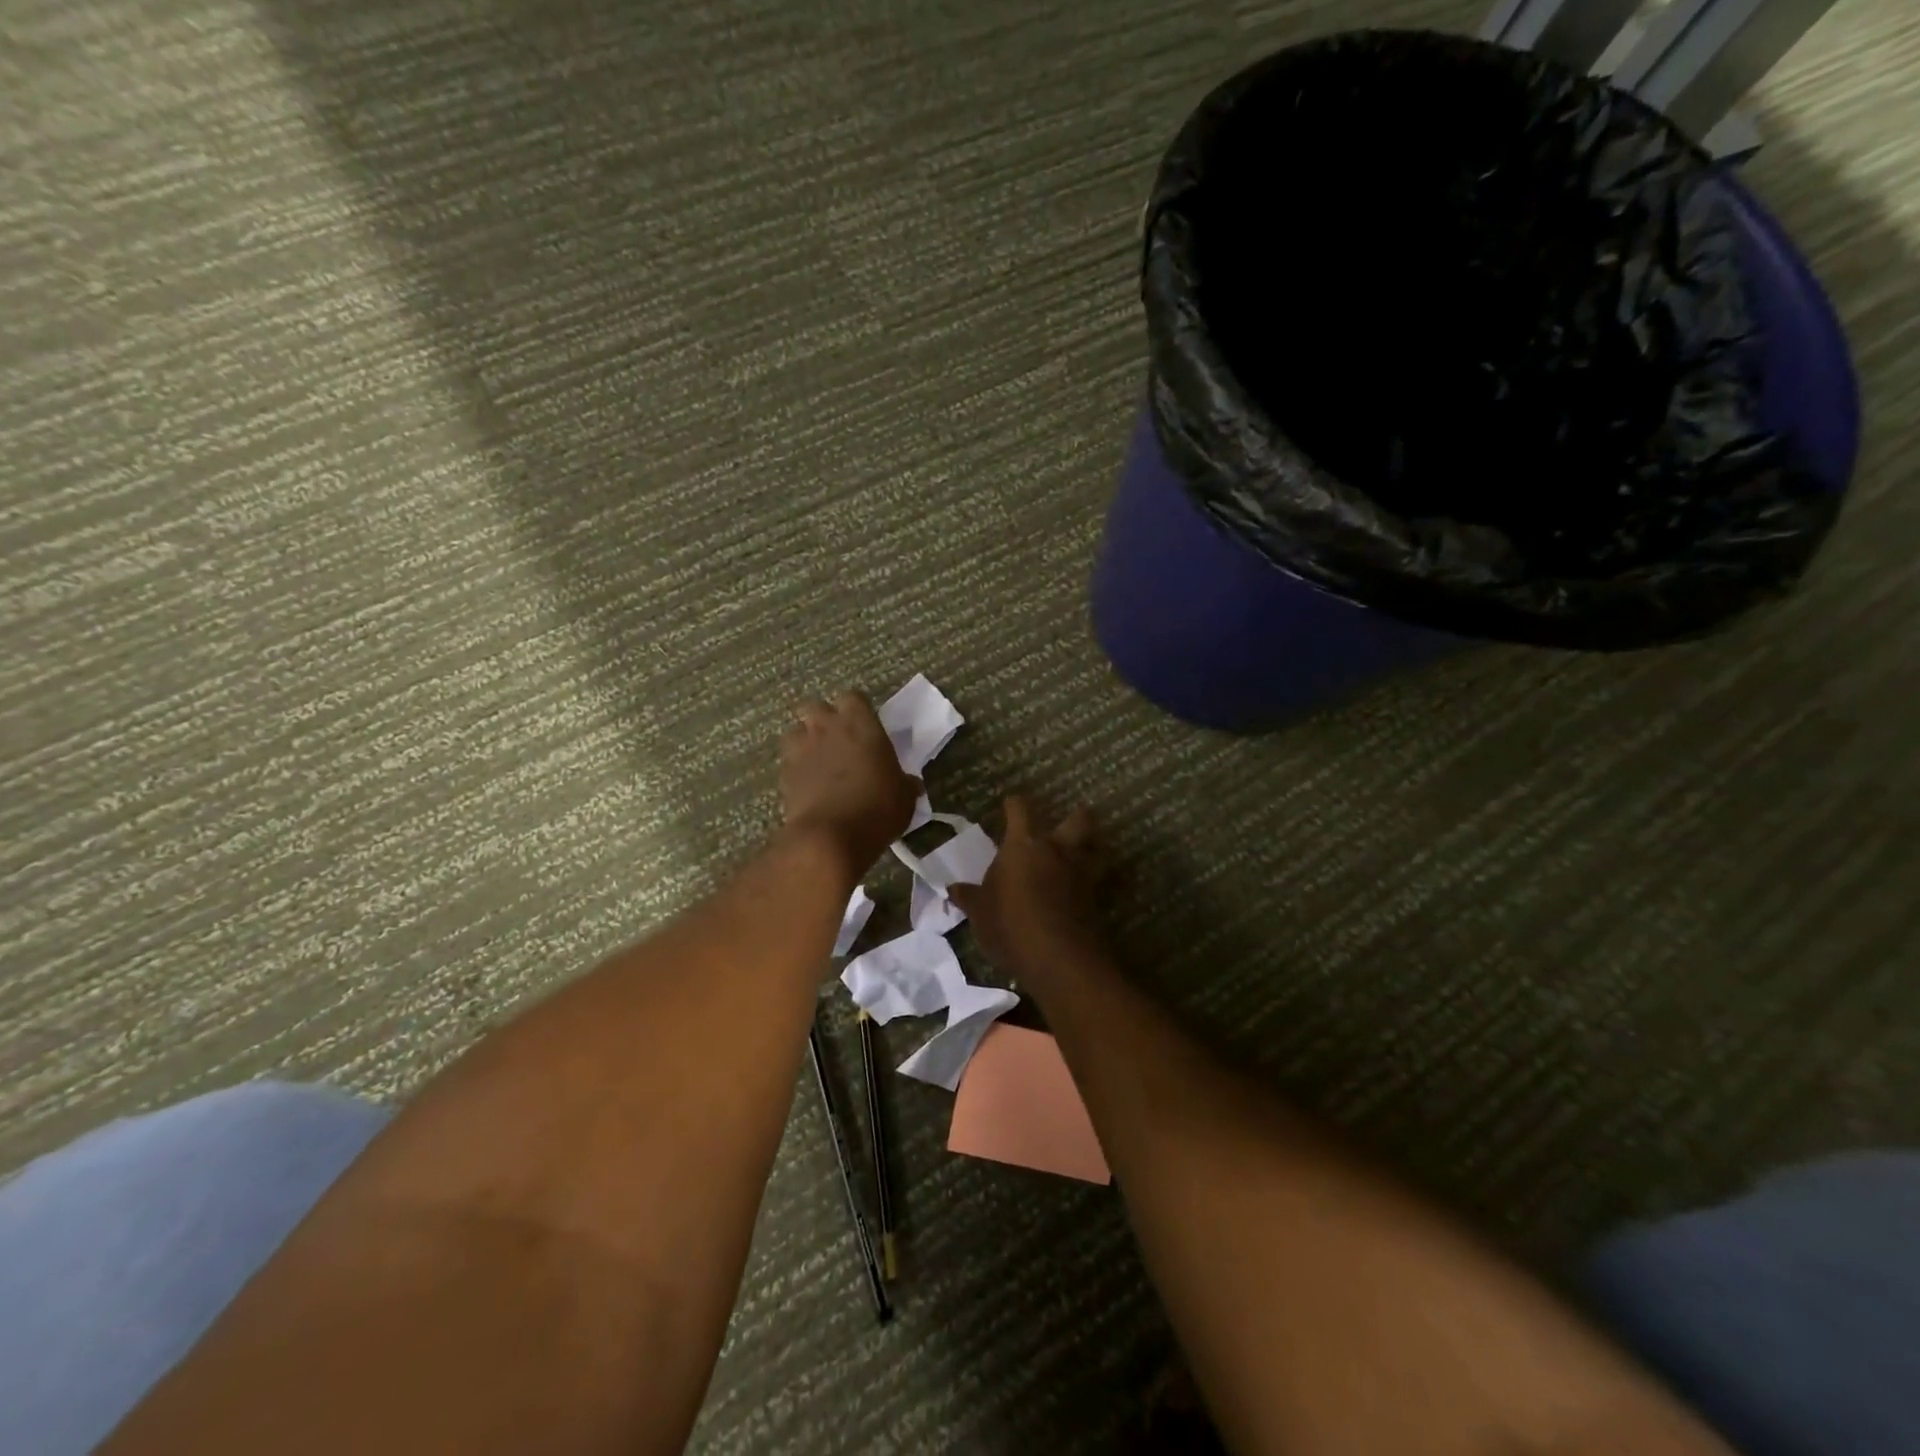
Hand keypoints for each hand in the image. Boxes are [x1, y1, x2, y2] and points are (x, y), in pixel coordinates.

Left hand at [779, 692, 920, 874]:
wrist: (831, 836)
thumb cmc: (878, 808)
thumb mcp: (904, 797)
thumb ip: (905, 783)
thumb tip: (911, 784)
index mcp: (860, 723)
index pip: (852, 697)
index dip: (856, 710)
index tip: (864, 726)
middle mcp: (826, 727)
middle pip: (816, 707)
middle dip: (823, 720)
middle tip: (838, 741)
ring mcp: (801, 748)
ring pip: (796, 731)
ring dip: (805, 741)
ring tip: (818, 761)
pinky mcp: (784, 773)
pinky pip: (788, 761)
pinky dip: (796, 768)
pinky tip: (808, 785)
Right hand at [950, 797, 1104, 976]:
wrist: (1057, 957)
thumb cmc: (1009, 924)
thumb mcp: (980, 913)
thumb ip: (969, 898)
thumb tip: (953, 889)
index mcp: (1023, 845)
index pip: (1020, 810)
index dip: (1015, 805)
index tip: (1011, 804)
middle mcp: (1056, 851)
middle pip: (1079, 819)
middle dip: (1078, 816)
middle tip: (1070, 822)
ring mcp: (1080, 873)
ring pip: (1097, 848)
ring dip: (1092, 848)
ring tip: (1083, 854)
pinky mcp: (1095, 899)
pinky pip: (1096, 881)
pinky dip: (1091, 882)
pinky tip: (1081, 892)